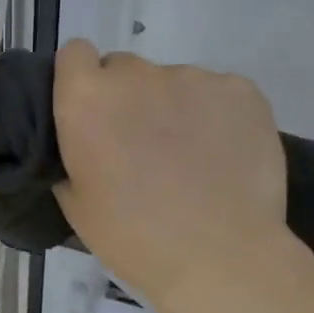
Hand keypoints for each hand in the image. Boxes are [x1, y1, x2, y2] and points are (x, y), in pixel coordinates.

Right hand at [52, 41, 302, 312]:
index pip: (74, 54)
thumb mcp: (75, 203)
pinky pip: (218, 93)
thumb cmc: (133, 238)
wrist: (219, 258)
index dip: (81, 80)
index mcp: (87, 98)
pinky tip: (224, 155)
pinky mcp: (241, 89)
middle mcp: (137, 74)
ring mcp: (193, 77)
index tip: (91, 113)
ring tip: (190, 158)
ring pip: (174, 83)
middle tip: (140, 145)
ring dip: (173, 108)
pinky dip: (217, 115)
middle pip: (124, 68)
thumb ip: (71, 154)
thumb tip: (84, 141)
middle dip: (127, 98)